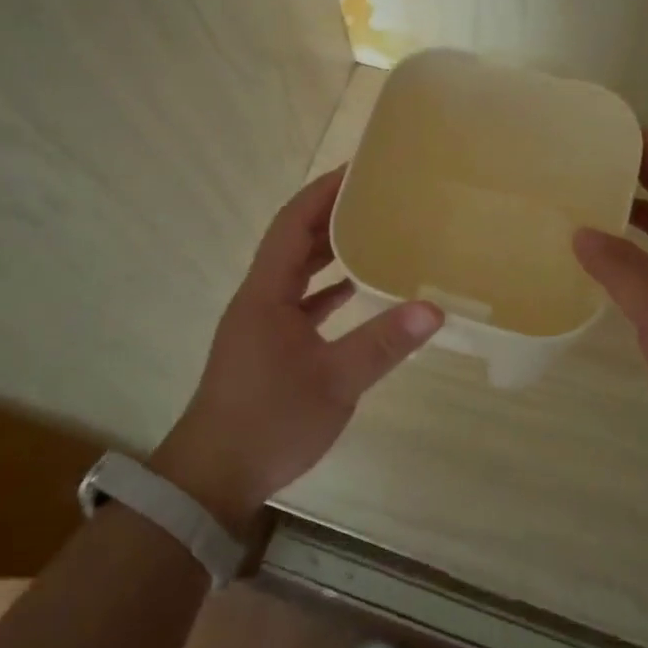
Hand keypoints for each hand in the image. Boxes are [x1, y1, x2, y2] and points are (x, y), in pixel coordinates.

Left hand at [152, 167, 442, 531]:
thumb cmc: (268, 421)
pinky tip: (356, 290)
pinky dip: (327, 289)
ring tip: (373, 232)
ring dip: (328, 250)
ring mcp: (262, 323)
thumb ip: (382, 344)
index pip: (292, 223)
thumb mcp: (334, 382)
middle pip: (293, 241)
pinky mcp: (268, 347)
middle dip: (330, 214)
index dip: (322, 192)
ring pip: (297, 272)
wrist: (213, 478)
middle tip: (376, 196)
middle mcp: (260, 298)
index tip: (358, 170)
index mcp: (266, 292)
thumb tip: (433, 309)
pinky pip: (300, 301)